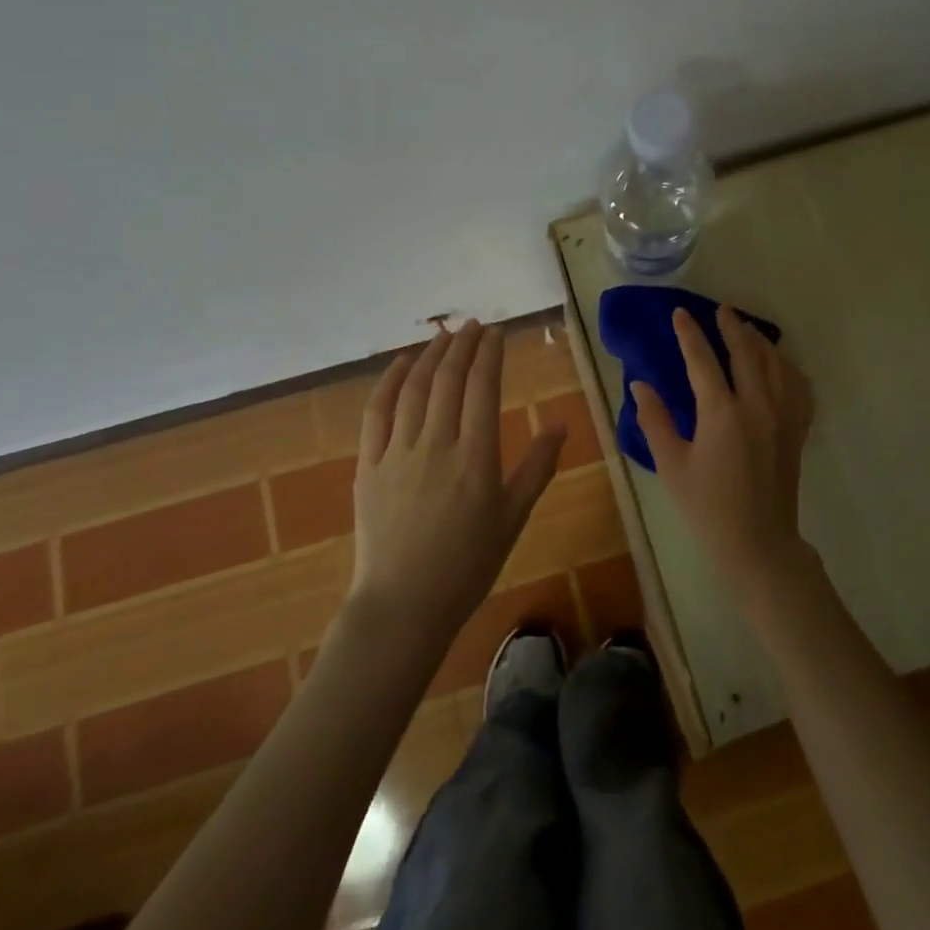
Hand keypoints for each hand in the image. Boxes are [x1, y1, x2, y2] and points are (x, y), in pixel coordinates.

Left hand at [349, 320, 565, 639]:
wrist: (403, 605)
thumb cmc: (467, 565)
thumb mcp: (513, 518)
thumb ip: (537, 467)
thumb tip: (560, 425)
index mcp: (476, 457)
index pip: (484, 387)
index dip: (490, 353)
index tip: (497, 332)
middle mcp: (437, 444)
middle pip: (449, 379)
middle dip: (463, 344)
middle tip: (473, 324)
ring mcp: (398, 452)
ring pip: (415, 388)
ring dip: (430, 355)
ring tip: (443, 334)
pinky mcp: (368, 464)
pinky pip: (377, 412)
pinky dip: (389, 381)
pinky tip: (402, 364)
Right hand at [631, 306, 814, 606]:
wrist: (757, 544)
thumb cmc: (707, 508)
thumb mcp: (672, 465)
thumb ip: (655, 421)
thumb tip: (640, 385)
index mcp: (722, 413)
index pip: (703, 361)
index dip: (690, 334)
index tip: (680, 313)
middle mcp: (758, 406)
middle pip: (747, 353)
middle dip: (732, 327)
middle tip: (720, 309)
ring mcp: (783, 417)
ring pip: (776, 364)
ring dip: (760, 342)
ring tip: (746, 329)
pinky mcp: (796, 430)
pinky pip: (798, 386)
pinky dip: (787, 367)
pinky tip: (779, 364)